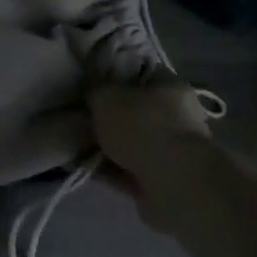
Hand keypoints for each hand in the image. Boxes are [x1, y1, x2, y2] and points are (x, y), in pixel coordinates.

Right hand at [89, 81, 217, 233]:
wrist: (172, 183)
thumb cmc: (142, 127)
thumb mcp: (106, 97)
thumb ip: (94, 88)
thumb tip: (90, 85)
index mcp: (171, 87)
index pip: (141, 73)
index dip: (114, 76)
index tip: (90, 85)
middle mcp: (178, 116)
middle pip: (136, 111)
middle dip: (108, 117)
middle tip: (81, 118)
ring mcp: (173, 150)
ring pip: (132, 143)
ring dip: (108, 146)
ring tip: (78, 146)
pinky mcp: (164, 180)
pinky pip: (130, 170)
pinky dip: (111, 170)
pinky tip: (87, 168)